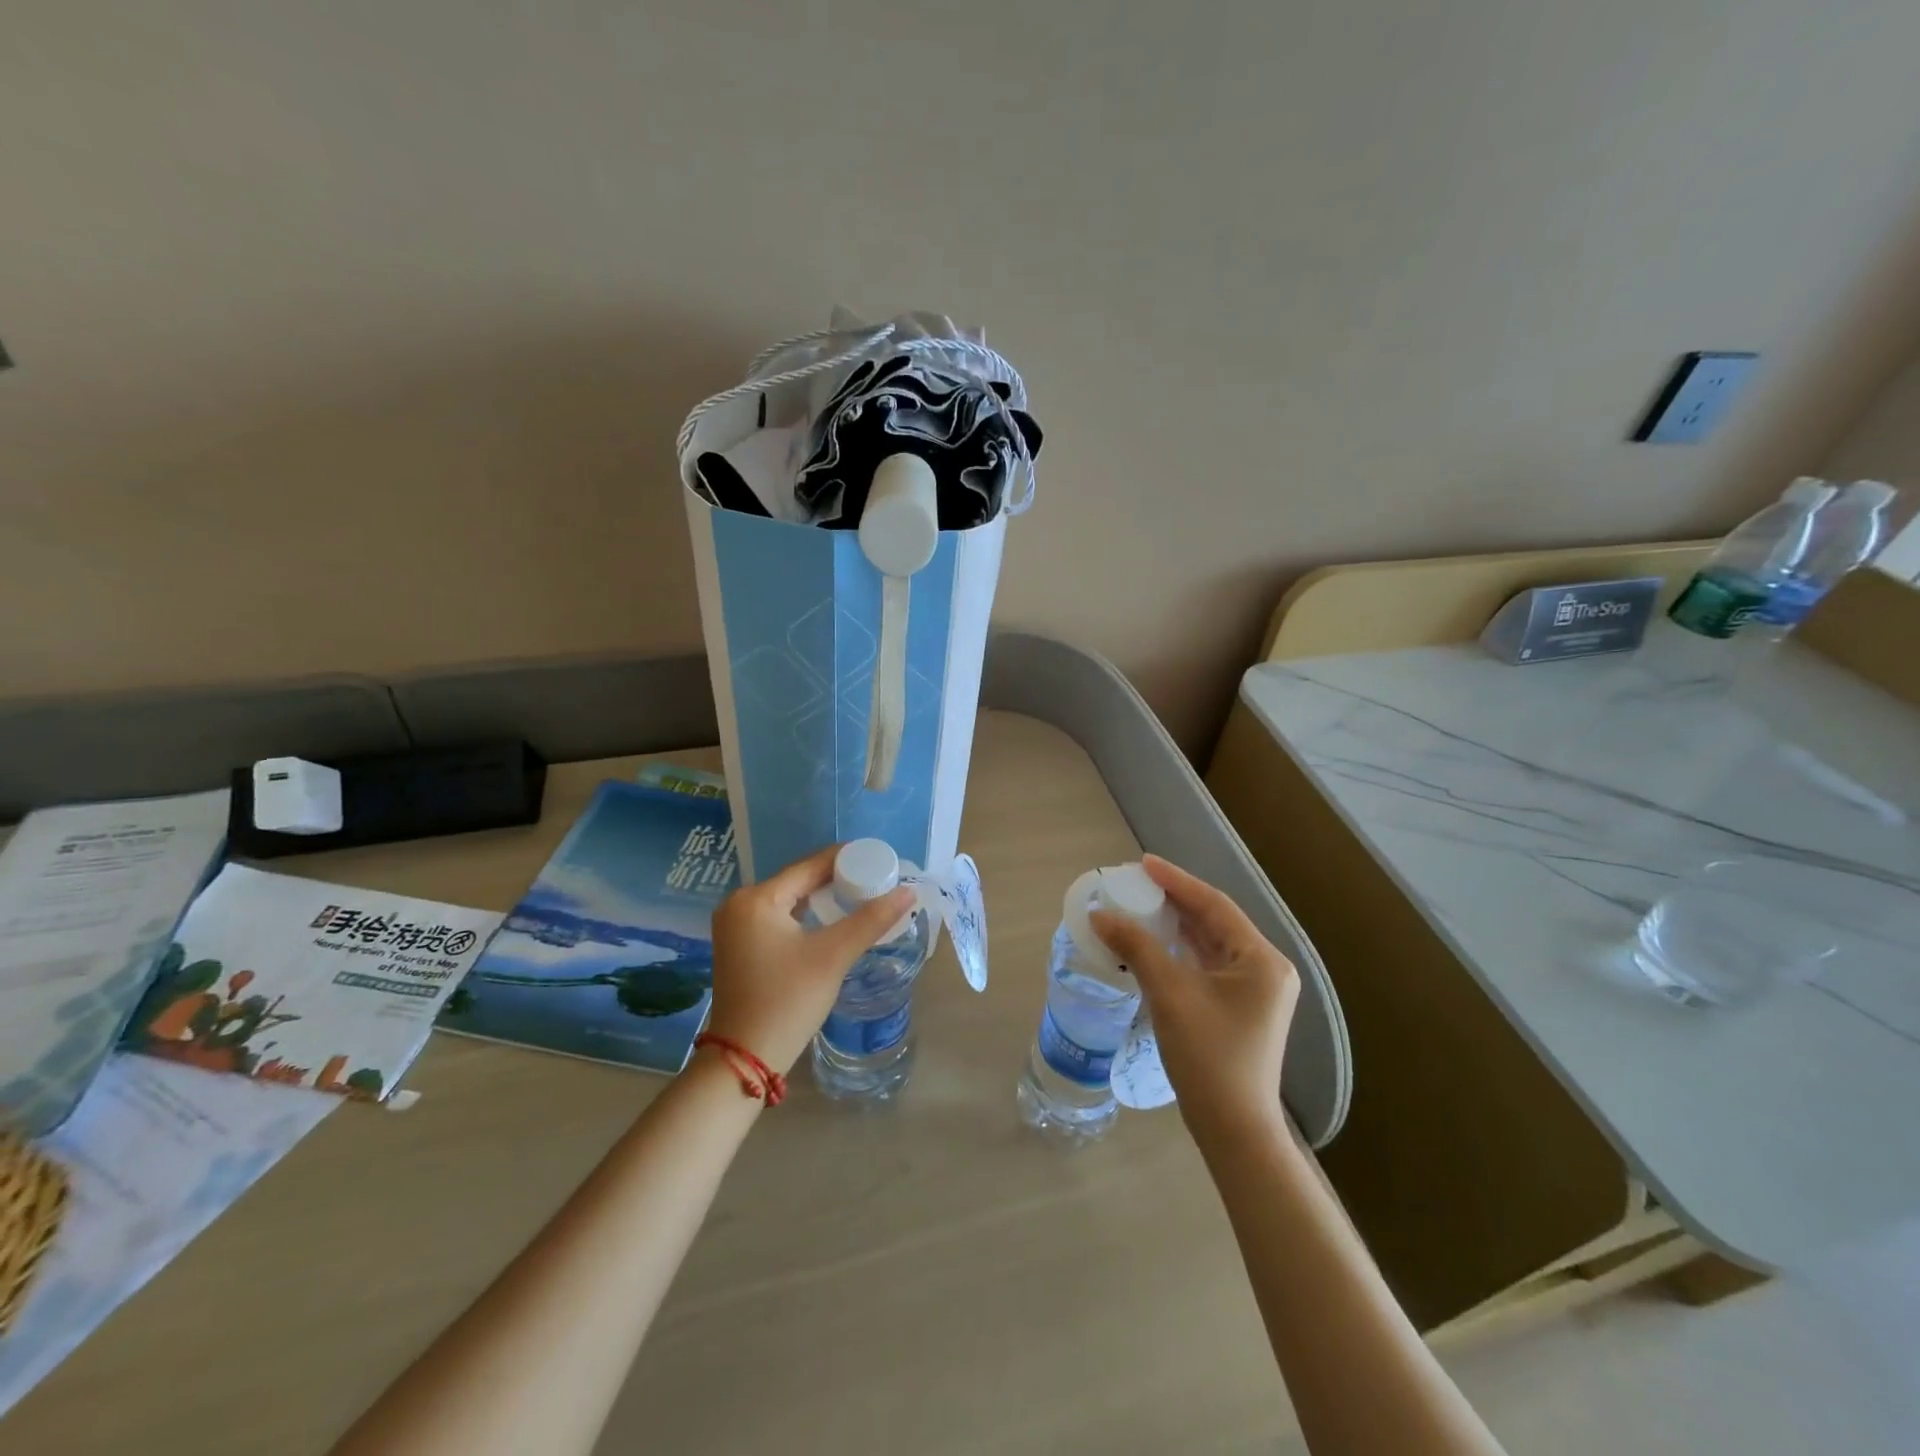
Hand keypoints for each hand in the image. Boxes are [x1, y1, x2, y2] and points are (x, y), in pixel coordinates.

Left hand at [705, 846, 917, 1074]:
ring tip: (861, 896)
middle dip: (837, 879)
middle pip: (798, 880)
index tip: (880, 859)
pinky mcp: (739, 946)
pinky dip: (805, 915)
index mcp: (756, 898)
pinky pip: (778, 917)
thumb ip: (871, 919)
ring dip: (822, 898)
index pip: (809, 866)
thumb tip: (908, 891)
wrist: (744, 1059)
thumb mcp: (833, 956)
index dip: (847, 859)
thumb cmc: (788, 1000)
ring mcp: (735, 926)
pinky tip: (831, 920)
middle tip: (876, 880)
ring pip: (789, 900)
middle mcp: (739, 904)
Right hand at [1090, 854, 1298, 1144]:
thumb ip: (1136, 948)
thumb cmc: (1208, 1057)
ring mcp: (1255, 991)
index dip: (1176, 881)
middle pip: (1214, 921)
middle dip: (1174, 901)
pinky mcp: (1240, 1009)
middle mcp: (1265, 969)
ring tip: (1139, 906)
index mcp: (1261, 960)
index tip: (1143, 863)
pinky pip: (1207, 965)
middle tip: (1136, 883)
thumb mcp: (1169, 994)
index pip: (1215, 905)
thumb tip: (1100, 914)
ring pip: (1209, 944)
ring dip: (1175, 926)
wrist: (1234, 1130)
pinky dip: (1179, 952)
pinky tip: (1152, 945)